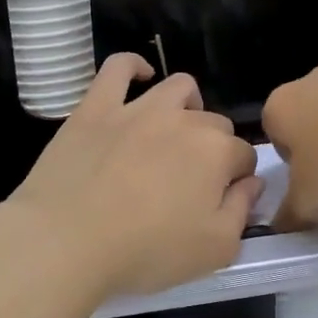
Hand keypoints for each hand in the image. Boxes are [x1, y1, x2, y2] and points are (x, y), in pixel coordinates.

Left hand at [1, 55, 260, 305]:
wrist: (66, 240)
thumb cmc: (145, 252)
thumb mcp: (215, 251)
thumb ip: (241, 212)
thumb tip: (252, 182)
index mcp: (216, 153)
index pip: (243, 156)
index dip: (237, 178)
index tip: (221, 200)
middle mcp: (183, 120)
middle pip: (214, 123)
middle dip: (214, 147)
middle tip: (191, 181)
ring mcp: (137, 108)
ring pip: (178, 88)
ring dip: (187, 106)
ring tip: (175, 132)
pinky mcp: (97, 106)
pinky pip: (118, 68)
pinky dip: (134, 66)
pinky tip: (140, 76)